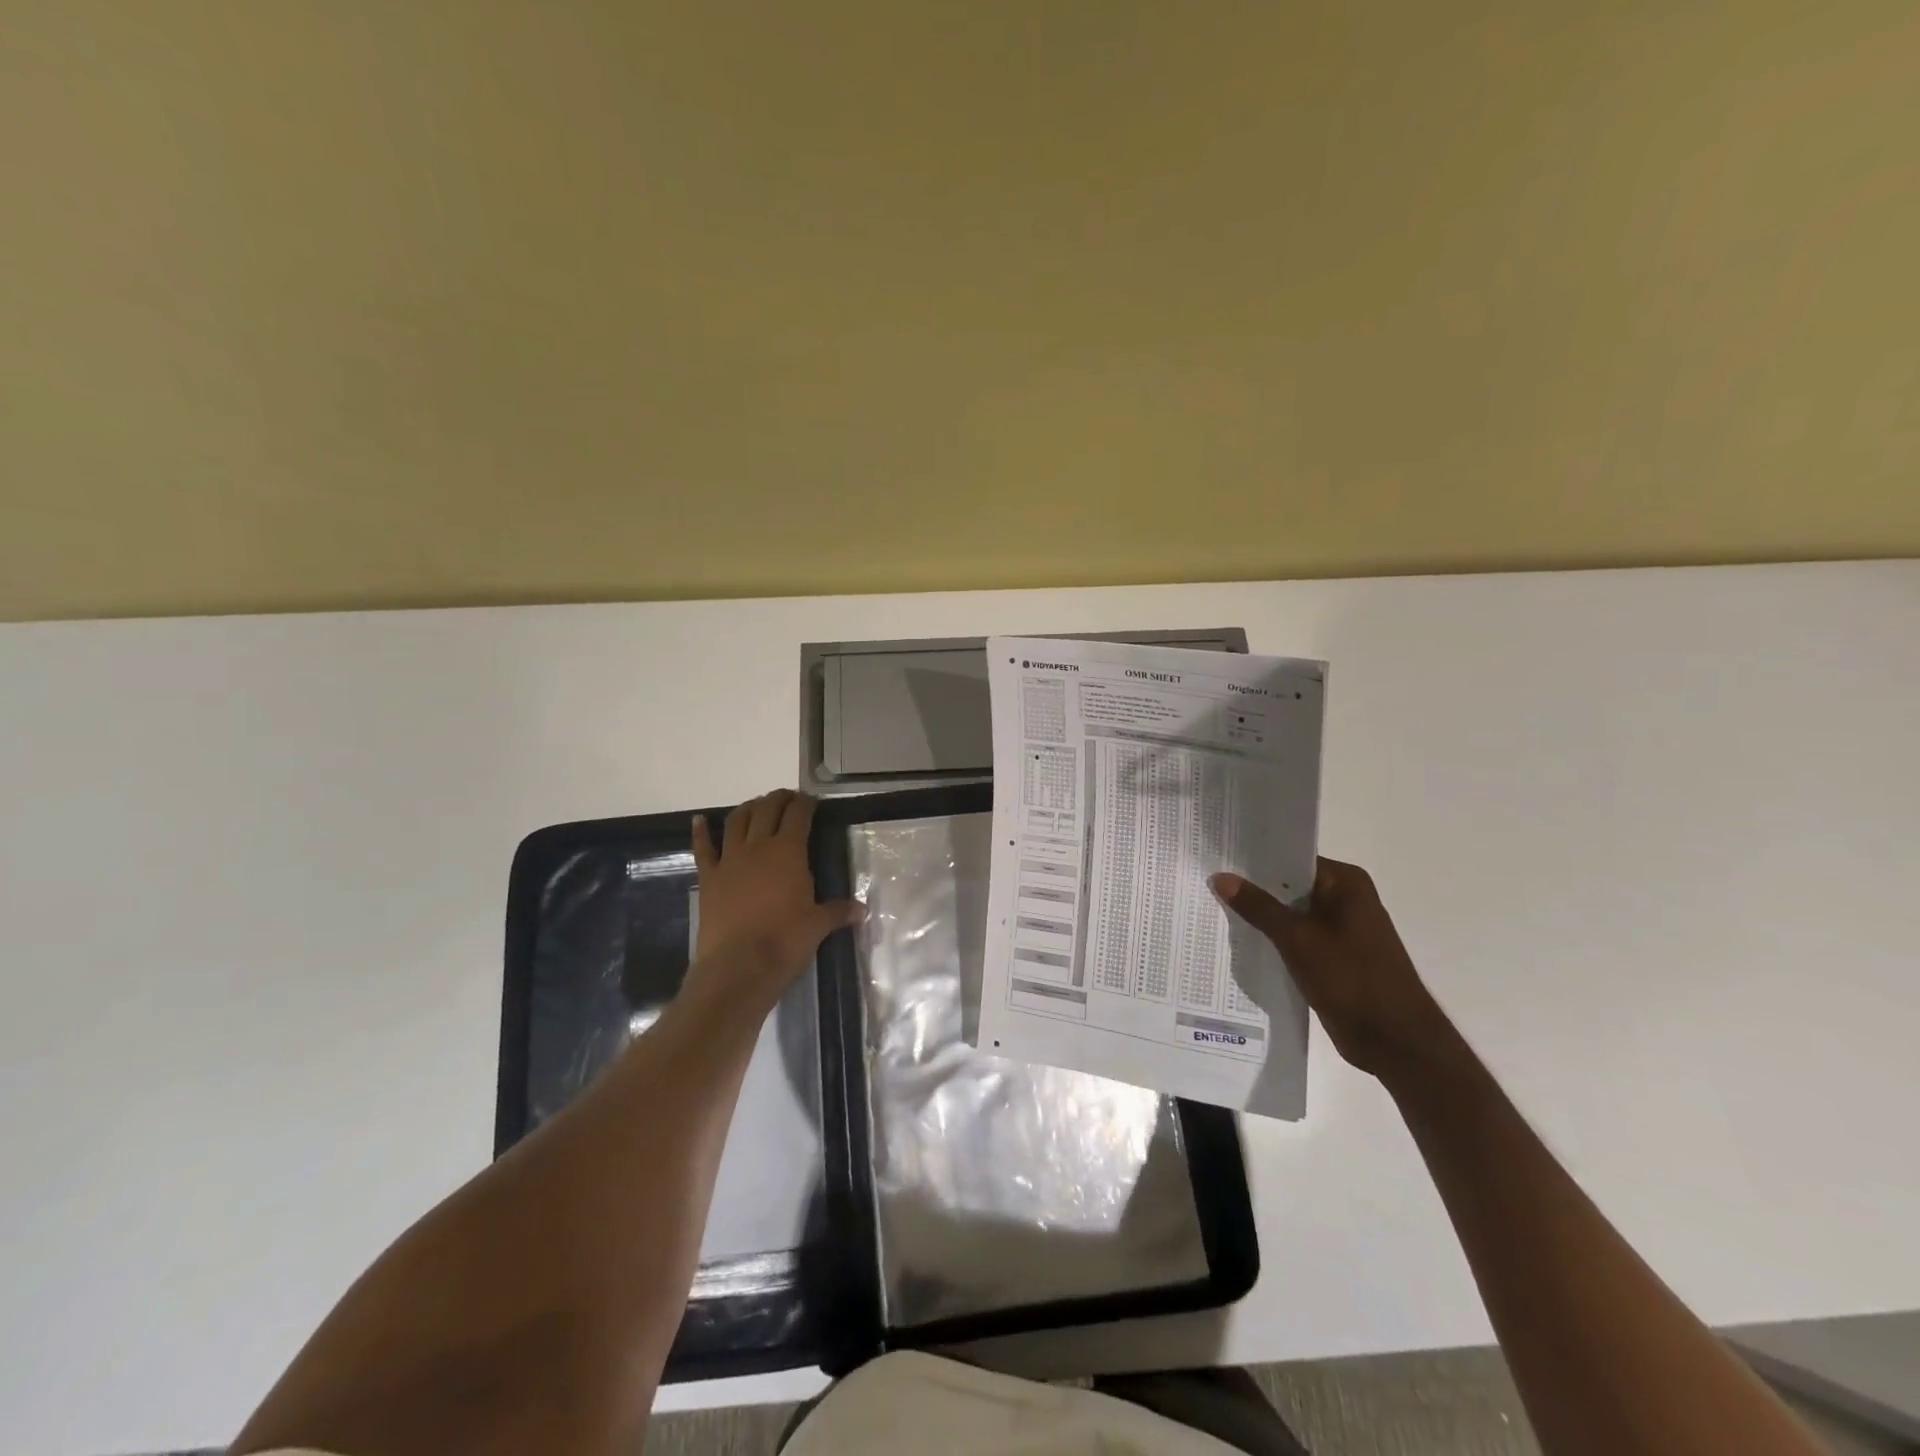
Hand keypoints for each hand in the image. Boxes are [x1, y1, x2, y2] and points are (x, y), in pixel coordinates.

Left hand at [689, 790, 862, 1000]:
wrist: (738, 967)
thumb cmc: (784, 942)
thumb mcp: (818, 926)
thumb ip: (838, 912)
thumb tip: (862, 910)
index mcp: (788, 852)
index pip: (798, 815)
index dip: (805, 803)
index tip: (811, 801)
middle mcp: (758, 847)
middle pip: (767, 810)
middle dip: (779, 799)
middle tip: (788, 798)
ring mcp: (729, 861)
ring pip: (737, 821)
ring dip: (748, 808)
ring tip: (757, 805)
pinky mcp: (708, 879)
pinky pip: (703, 849)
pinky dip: (701, 832)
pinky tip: (700, 820)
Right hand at [1212, 859, 1449, 1082]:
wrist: (1395, 1042)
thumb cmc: (1352, 980)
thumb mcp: (1297, 940)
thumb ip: (1258, 907)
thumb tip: (1220, 877)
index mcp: (1345, 883)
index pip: (1291, 859)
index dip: (1254, 859)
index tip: (1217, 858)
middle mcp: (1345, 899)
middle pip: (1288, 885)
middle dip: (1252, 888)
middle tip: (1206, 882)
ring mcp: (1340, 929)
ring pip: (1290, 914)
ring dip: (1261, 916)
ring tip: (1212, 908)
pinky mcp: (1333, 956)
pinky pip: (1296, 938)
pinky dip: (1273, 939)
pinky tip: (1239, 940)